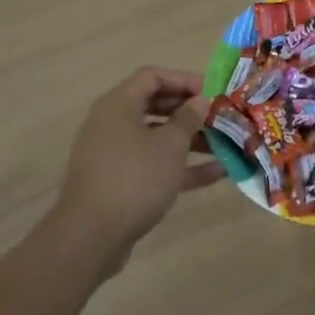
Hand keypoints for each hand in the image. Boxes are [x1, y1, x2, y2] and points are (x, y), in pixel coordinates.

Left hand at [54, 67, 226, 266]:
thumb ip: (188, 118)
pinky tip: (216, 174)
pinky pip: (153, 164)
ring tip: (224, 145)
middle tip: (219, 117)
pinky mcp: (119, 182)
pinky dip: (180, 166)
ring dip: (190, 140)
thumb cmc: (134, 178)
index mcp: (119, 105)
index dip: (184, 79)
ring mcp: (114, 154)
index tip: (212, 92)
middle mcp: (113, 123)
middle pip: (155, 105)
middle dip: (190, 112)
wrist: (91, 237)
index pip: (153, 76)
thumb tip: (199, 100)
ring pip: (156, 138)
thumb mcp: (169, 145)